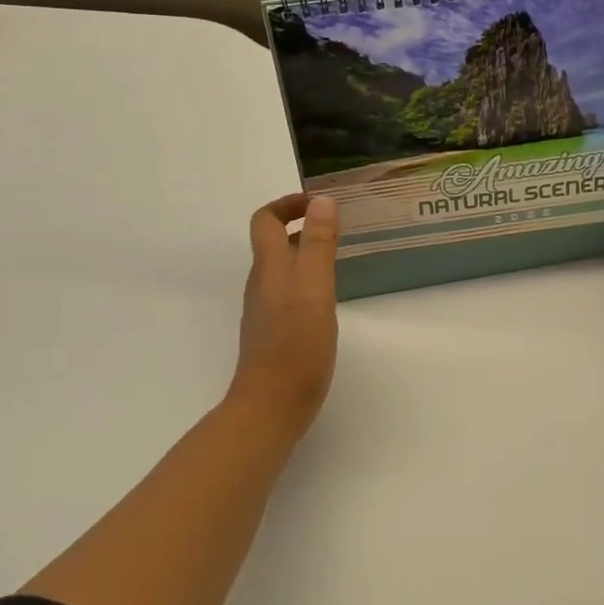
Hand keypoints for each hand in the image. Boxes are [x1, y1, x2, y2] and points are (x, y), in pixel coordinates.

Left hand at [227, 192, 340, 444]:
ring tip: (340, 255)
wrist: (272, 405)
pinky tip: (330, 296)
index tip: (320, 203)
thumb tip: (321, 200)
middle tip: (339, 226)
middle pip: (273, 242)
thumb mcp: (314, 287)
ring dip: (307, 252)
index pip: (265, 219)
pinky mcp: (275, 331)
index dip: (288, 204)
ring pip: (283, 267)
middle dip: (303, 225)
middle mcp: (263, 283)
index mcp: (269, 267)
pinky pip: (290, 291)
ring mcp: (266, 309)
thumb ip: (318, 243)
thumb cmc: (296, 344)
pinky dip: (308, 279)